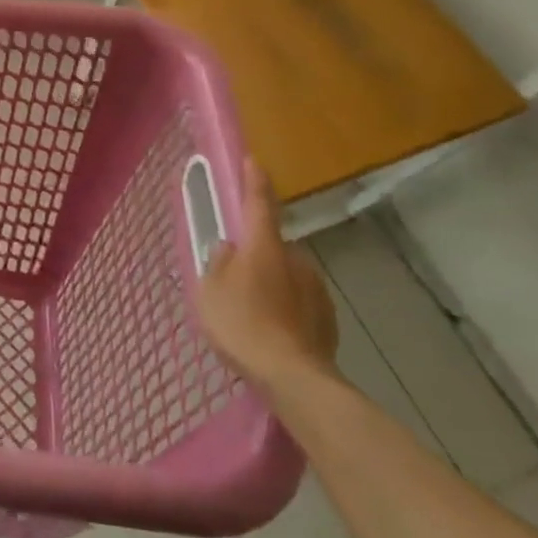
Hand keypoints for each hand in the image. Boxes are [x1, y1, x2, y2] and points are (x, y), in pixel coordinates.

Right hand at [195, 161, 339, 392]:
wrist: (293, 377)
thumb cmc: (242, 324)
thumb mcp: (209, 289)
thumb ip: (217, 262)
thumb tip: (228, 248)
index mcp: (264, 246)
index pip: (259, 203)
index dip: (253, 181)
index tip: (253, 160)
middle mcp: (295, 259)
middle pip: (272, 245)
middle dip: (256, 252)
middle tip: (234, 274)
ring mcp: (316, 288)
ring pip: (287, 274)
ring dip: (272, 282)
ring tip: (251, 310)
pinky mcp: (327, 317)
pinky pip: (299, 301)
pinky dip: (286, 307)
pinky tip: (272, 329)